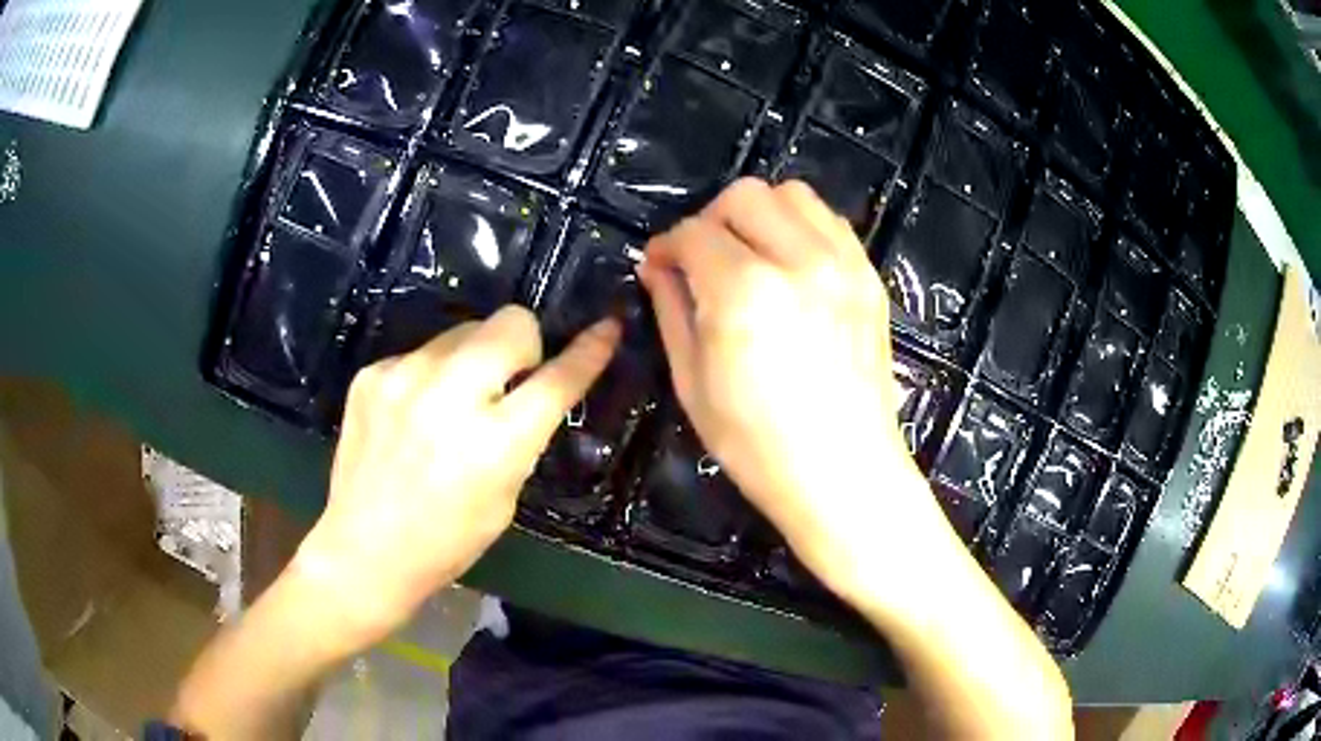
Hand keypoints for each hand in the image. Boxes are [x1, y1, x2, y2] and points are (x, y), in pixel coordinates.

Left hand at [296, 306, 619, 642]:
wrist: (363, 550)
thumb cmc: (446, 541)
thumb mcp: (505, 499)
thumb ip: (521, 438)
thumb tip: (529, 389)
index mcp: (494, 443)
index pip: (557, 379)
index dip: (588, 351)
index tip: (606, 329)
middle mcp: (449, 396)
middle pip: (510, 322)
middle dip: (524, 343)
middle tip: (510, 380)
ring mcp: (403, 377)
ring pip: (464, 330)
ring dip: (473, 359)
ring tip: (453, 402)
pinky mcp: (371, 374)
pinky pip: (421, 353)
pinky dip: (431, 375)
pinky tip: (414, 414)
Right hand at [639, 179, 951, 601]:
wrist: (844, 472)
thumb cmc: (758, 445)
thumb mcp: (692, 382)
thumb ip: (671, 310)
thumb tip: (659, 267)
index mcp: (744, 292)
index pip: (693, 233)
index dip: (667, 246)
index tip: (660, 267)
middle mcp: (798, 261)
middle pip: (743, 196)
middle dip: (711, 221)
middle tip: (703, 261)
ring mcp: (843, 265)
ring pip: (792, 194)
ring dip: (759, 215)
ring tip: (750, 256)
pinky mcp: (869, 278)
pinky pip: (830, 222)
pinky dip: (801, 227)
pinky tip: (791, 265)